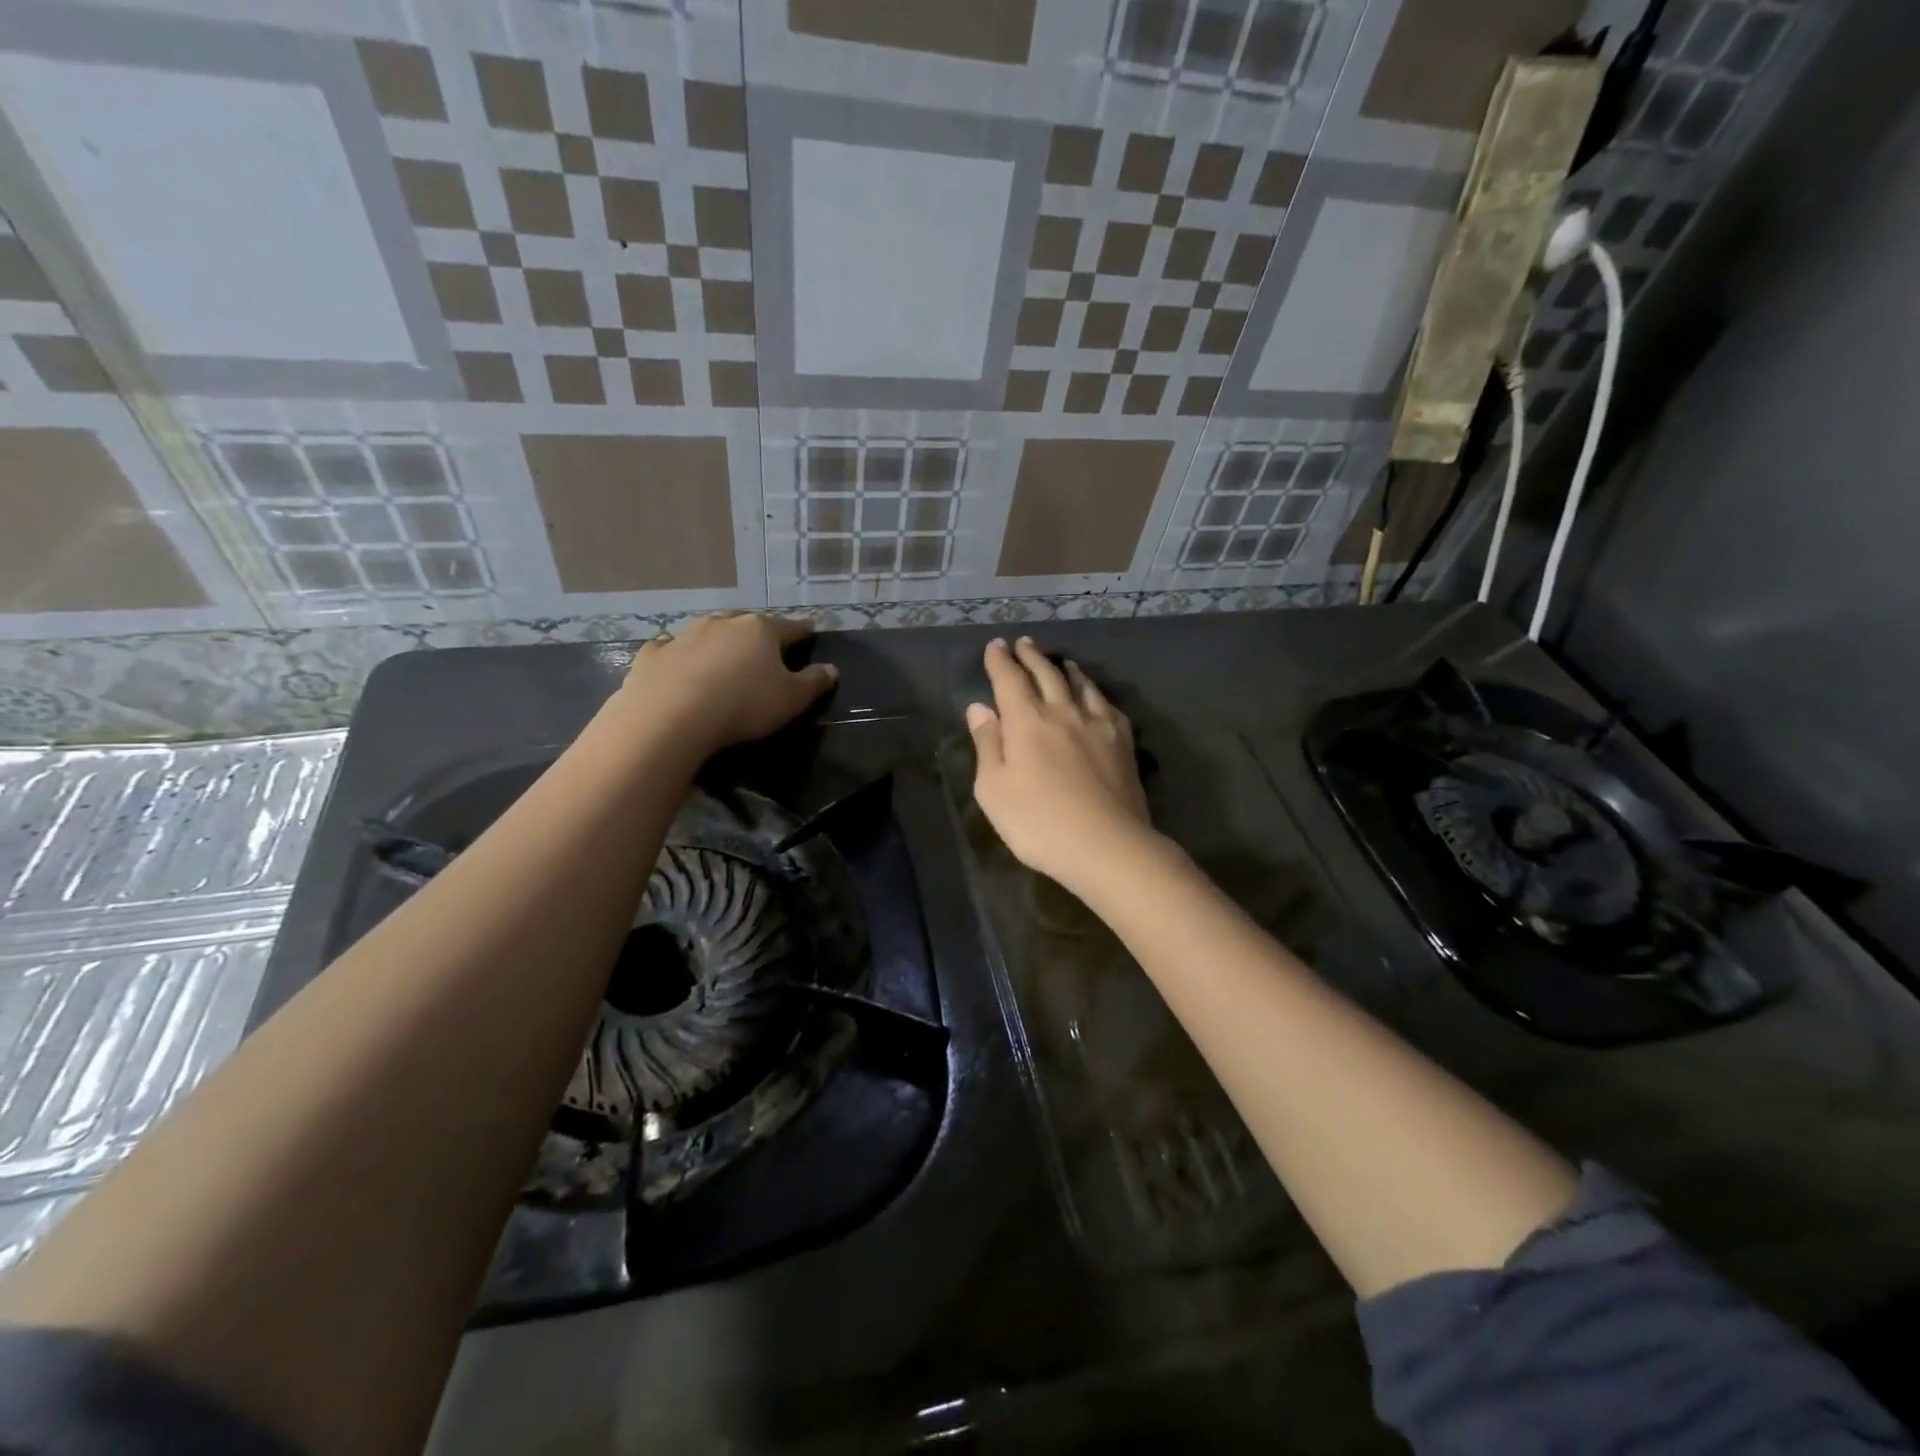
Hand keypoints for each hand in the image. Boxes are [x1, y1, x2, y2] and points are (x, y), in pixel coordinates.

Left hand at [614, 613, 836, 753]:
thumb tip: (831, 669)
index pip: (791, 627)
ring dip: (719, 641)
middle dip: (758, 633)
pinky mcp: (654, 653)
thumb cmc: (744, 704)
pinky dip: (679, 653)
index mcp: (761, 630)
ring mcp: (685, 634)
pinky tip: (678, 663)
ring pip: (709, 631)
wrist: (672, 716)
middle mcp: (724, 623)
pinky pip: (671, 648)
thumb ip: (813, 683)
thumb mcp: (791, 700)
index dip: (804, 630)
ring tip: (723, 656)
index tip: (812, 631)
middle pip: (748, 623)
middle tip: (764, 647)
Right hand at [966, 638, 1156, 892]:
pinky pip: (1108, 706)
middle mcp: (1062, 713)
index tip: (995, 645)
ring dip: (1066, 669)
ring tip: (1060, 661)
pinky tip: (1096, 697)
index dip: (1000, 661)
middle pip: (1046, 675)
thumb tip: (980, 707)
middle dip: (1031, 657)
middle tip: (1024, 643)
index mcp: (1026, 722)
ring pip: (1081, 685)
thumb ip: (987, 744)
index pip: (1009, 680)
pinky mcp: (1123, 743)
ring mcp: (1097, 725)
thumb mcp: (993, 789)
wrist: (1106, 845)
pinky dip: (1096, 694)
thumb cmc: (1038, 822)